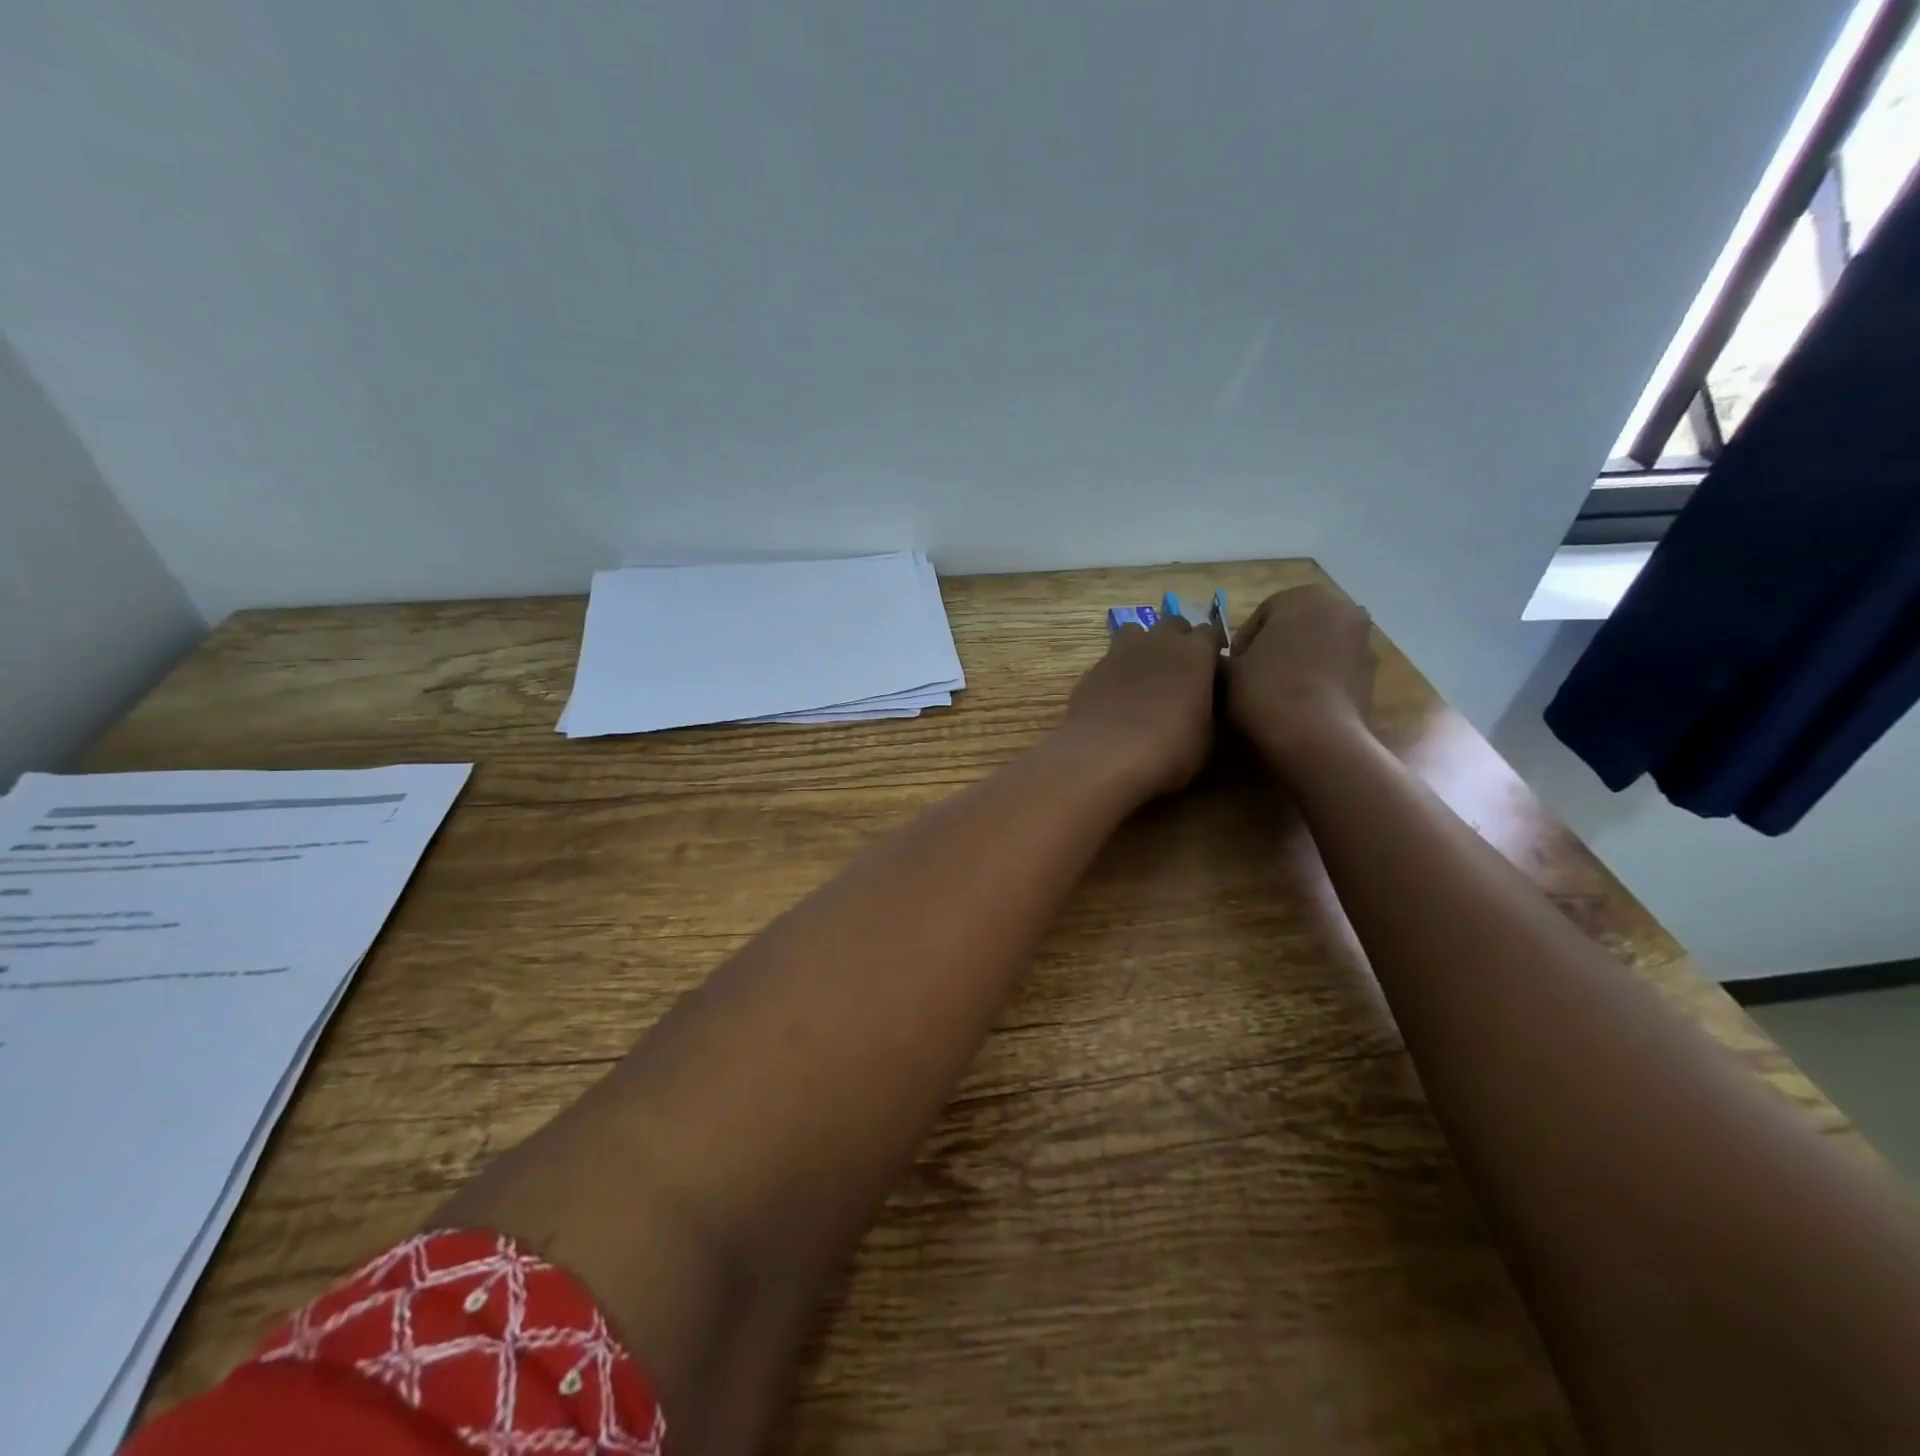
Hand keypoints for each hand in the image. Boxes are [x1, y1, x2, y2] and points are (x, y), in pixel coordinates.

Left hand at [1061, 615, 1225, 798]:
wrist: (1103, 757)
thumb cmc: (1168, 750)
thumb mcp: (1207, 739)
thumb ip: (1209, 711)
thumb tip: (1204, 706)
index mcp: (1194, 652)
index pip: (1210, 632)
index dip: (1212, 649)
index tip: (1213, 669)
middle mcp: (1157, 642)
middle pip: (1173, 624)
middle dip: (1179, 640)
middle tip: (1181, 670)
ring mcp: (1120, 652)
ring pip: (1136, 633)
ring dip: (1145, 647)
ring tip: (1147, 677)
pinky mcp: (1093, 670)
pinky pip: (1111, 660)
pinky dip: (1118, 672)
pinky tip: (1117, 699)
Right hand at [1226, 585, 1375, 777]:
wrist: (1316, 736)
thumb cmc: (1266, 690)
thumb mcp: (1229, 670)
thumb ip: (1224, 657)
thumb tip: (1225, 662)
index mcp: (1302, 596)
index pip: (1262, 614)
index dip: (1242, 643)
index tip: (1232, 669)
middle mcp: (1340, 608)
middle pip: (1295, 627)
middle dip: (1275, 648)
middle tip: (1252, 680)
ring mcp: (1362, 640)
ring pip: (1318, 647)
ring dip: (1298, 663)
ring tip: (1276, 695)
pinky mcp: (1372, 672)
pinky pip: (1335, 669)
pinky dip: (1319, 680)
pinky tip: (1300, 705)